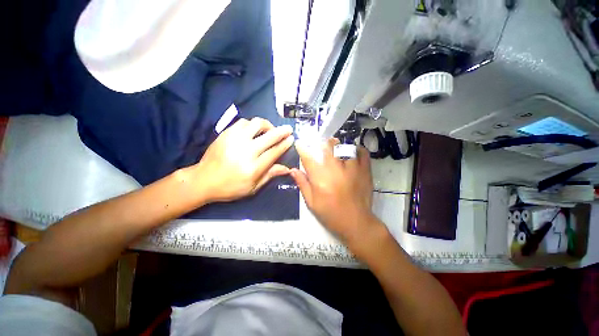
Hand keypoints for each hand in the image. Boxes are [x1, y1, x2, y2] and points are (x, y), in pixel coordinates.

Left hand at [192, 118, 293, 201]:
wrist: (203, 180)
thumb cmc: (230, 187)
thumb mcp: (253, 187)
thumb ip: (270, 175)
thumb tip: (287, 168)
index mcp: (253, 167)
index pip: (274, 152)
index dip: (285, 144)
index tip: (292, 139)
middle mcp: (246, 151)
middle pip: (269, 136)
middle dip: (282, 131)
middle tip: (288, 129)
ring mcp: (234, 140)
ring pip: (256, 124)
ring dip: (267, 125)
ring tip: (270, 130)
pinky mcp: (226, 134)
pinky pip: (243, 122)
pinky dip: (252, 124)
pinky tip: (254, 130)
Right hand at [290, 139, 379, 246]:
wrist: (356, 223)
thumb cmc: (331, 214)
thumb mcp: (312, 203)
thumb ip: (302, 184)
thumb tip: (293, 170)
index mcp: (320, 179)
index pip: (309, 158)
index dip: (302, 148)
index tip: (300, 143)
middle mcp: (336, 170)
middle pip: (327, 147)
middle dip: (321, 144)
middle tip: (320, 146)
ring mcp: (352, 169)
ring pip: (344, 147)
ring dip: (338, 145)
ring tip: (335, 148)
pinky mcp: (365, 171)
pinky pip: (363, 153)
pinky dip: (357, 149)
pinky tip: (353, 151)